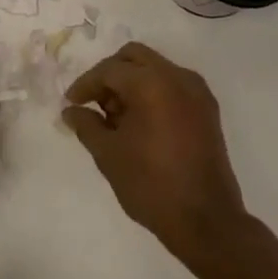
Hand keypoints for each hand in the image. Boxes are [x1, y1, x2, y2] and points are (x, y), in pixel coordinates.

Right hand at [63, 44, 248, 262]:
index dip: (86, 84)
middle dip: (110, 74)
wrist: (206, 221)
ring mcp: (196, 91)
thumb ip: (86, 125)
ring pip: (155, 68)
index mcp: (152, 83)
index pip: (110, 70)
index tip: (70, 103)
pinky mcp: (207, 109)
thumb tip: (71, 111)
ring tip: (115, 117)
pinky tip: (140, 122)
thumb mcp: (108, 154)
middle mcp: (177, 76)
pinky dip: (152, 92)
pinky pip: (172, 85)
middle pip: (134, 57)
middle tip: (94, 102)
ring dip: (131, 82)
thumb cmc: (151, 185)